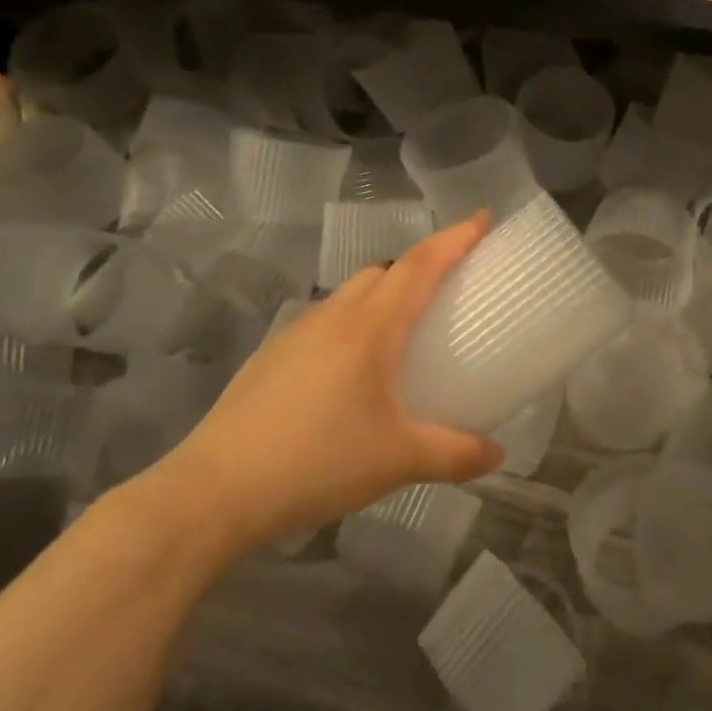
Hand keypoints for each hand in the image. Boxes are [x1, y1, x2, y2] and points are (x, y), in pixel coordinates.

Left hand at [143, 213, 502, 562]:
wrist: (214, 491)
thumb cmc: (316, 462)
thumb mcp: (397, 460)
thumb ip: (455, 454)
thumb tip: (497, 455)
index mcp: (370, 327)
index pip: (420, 264)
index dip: (455, 237)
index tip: (483, 218)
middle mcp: (335, 316)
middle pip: (385, 270)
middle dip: (421, 264)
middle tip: (450, 284)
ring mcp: (297, 332)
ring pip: (352, 293)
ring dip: (384, 294)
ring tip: (404, 331)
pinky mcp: (273, 355)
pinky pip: (326, 320)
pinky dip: (353, 324)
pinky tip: (353, 371)